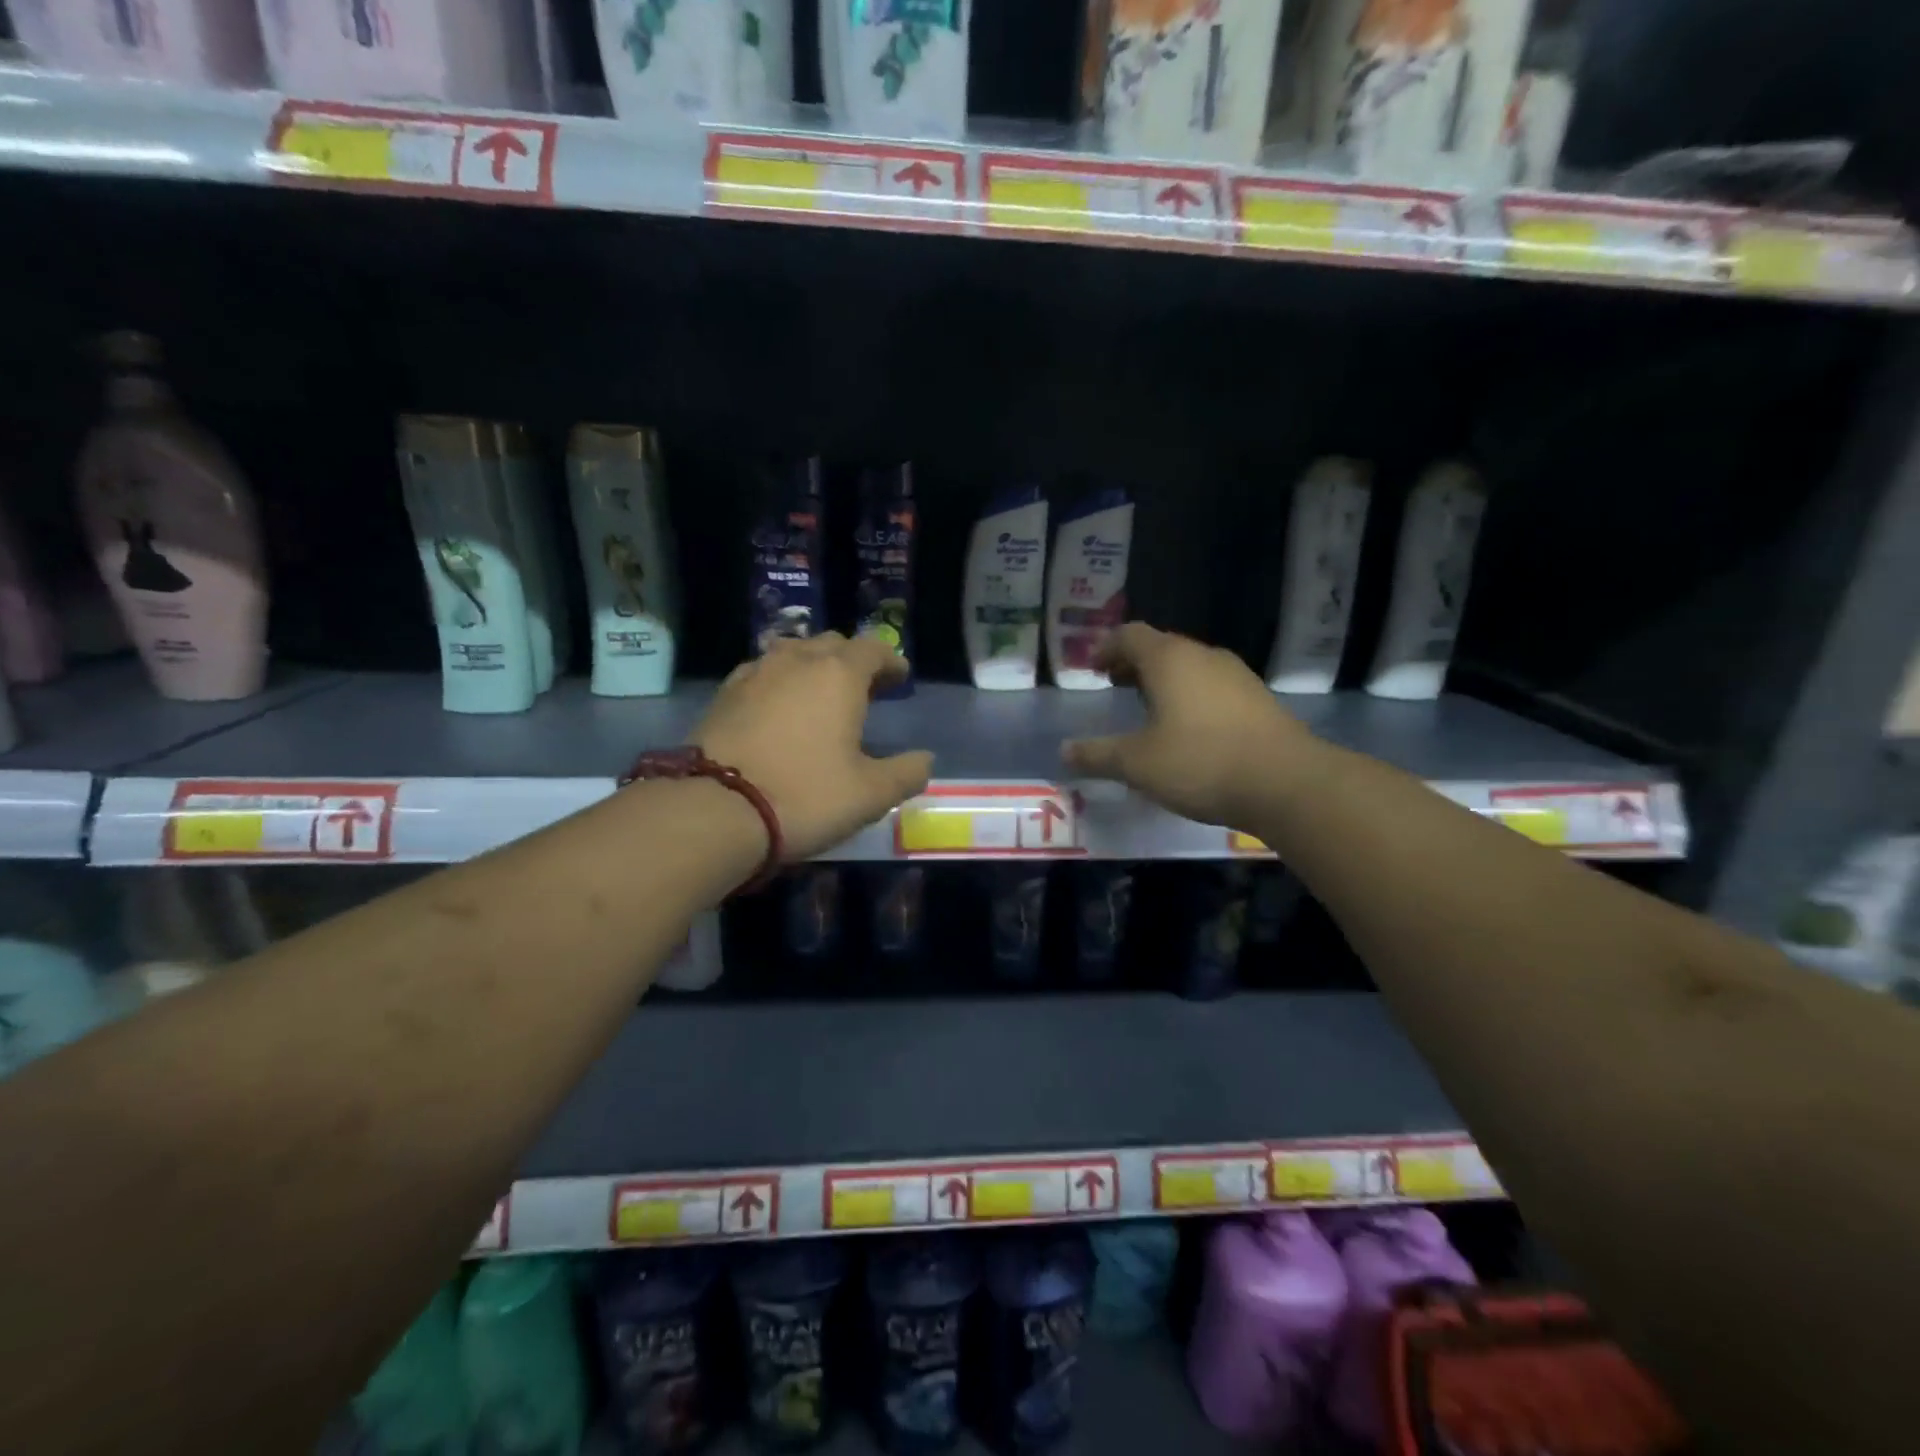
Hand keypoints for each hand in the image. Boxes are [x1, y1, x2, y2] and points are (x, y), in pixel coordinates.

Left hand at [692, 633, 933, 861]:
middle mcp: (797, 660)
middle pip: (832, 644)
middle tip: (866, 689)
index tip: (901, 679)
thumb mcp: (871, 794)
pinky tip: (779, 707)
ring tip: (821, 694)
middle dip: (854, 660)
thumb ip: (907, 773)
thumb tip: (925, 759)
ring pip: (793, 653)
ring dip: (814, 666)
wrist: (716, 810)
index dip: (891, 661)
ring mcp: (755, 673)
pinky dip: (780, 681)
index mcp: (839, 674)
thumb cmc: (806, 795)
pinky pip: (762, 672)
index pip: (873, 649)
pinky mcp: (724, 694)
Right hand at [1062, 623, 1316, 831]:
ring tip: (1148, 707)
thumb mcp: (1137, 764)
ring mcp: (1236, 674)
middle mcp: (1203, 656)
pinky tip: (1188, 727)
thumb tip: (1065, 751)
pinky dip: (1190, 694)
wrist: (1286, 782)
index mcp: (1169, 660)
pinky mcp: (1258, 697)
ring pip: (1190, 665)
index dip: (1106, 647)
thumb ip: (1098, 755)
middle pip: (1161, 646)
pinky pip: (1212, 684)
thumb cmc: (1200, 762)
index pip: (1129, 635)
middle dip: (1134, 663)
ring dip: (1164, 679)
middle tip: (1115, 684)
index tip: (1092, 667)